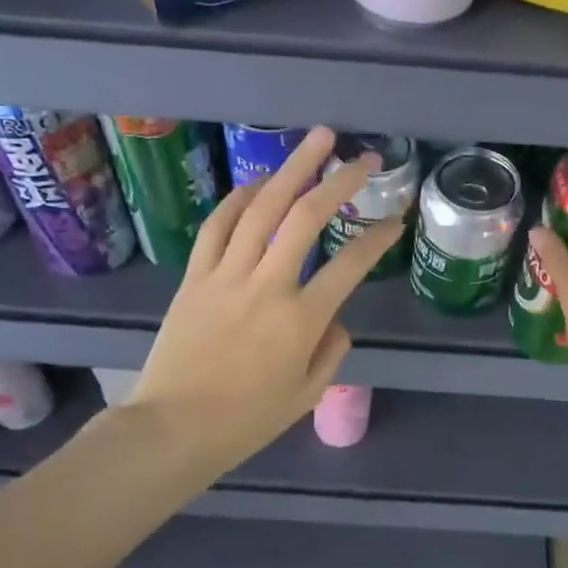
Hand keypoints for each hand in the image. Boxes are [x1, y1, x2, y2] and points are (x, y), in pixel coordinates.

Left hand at [126, 127, 406, 475]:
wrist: (173, 428)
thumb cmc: (246, 420)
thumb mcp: (308, 394)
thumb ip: (332, 349)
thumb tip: (334, 316)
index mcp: (301, 320)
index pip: (350, 265)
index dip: (377, 238)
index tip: (395, 221)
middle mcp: (267, 285)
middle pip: (306, 217)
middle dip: (340, 180)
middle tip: (365, 157)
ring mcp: (226, 275)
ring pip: (261, 208)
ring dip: (292, 169)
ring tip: (317, 139)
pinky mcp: (195, 276)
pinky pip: (218, 225)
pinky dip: (239, 198)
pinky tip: (258, 183)